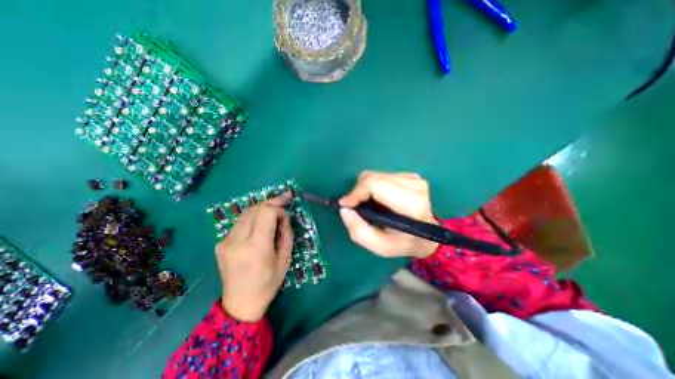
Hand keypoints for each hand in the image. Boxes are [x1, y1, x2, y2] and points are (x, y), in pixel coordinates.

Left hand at [215, 194, 290, 320]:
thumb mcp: (285, 258)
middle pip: (254, 208)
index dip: (278, 208)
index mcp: (256, 247)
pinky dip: (253, 218)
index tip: (286, 212)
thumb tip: (283, 217)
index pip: (266, 212)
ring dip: (262, 208)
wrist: (240, 304)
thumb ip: (286, 233)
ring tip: (274, 210)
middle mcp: (237, 241)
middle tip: (284, 199)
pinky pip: (240, 223)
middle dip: (271, 202)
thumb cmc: (268, 283)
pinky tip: (261, 224)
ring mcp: (225, 241)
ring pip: (246, 213)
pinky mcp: (221, 243)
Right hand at [341, 174, 440, 258]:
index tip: (346, 204)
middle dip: (359, 191)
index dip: (356, 192)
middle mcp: (414, 186)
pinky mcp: (410, 176)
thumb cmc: (403, 243)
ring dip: (366, 189)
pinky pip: (382, 175)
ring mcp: (414, 179)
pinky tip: (380, 198)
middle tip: (356, 206)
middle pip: (373, 178)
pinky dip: (375, 186)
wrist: (425, 237)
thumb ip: (358, 231)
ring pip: (376, 175)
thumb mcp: (379, 246)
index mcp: (411, 204)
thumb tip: (345, 209)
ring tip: (369, 204)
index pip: (375, 184)